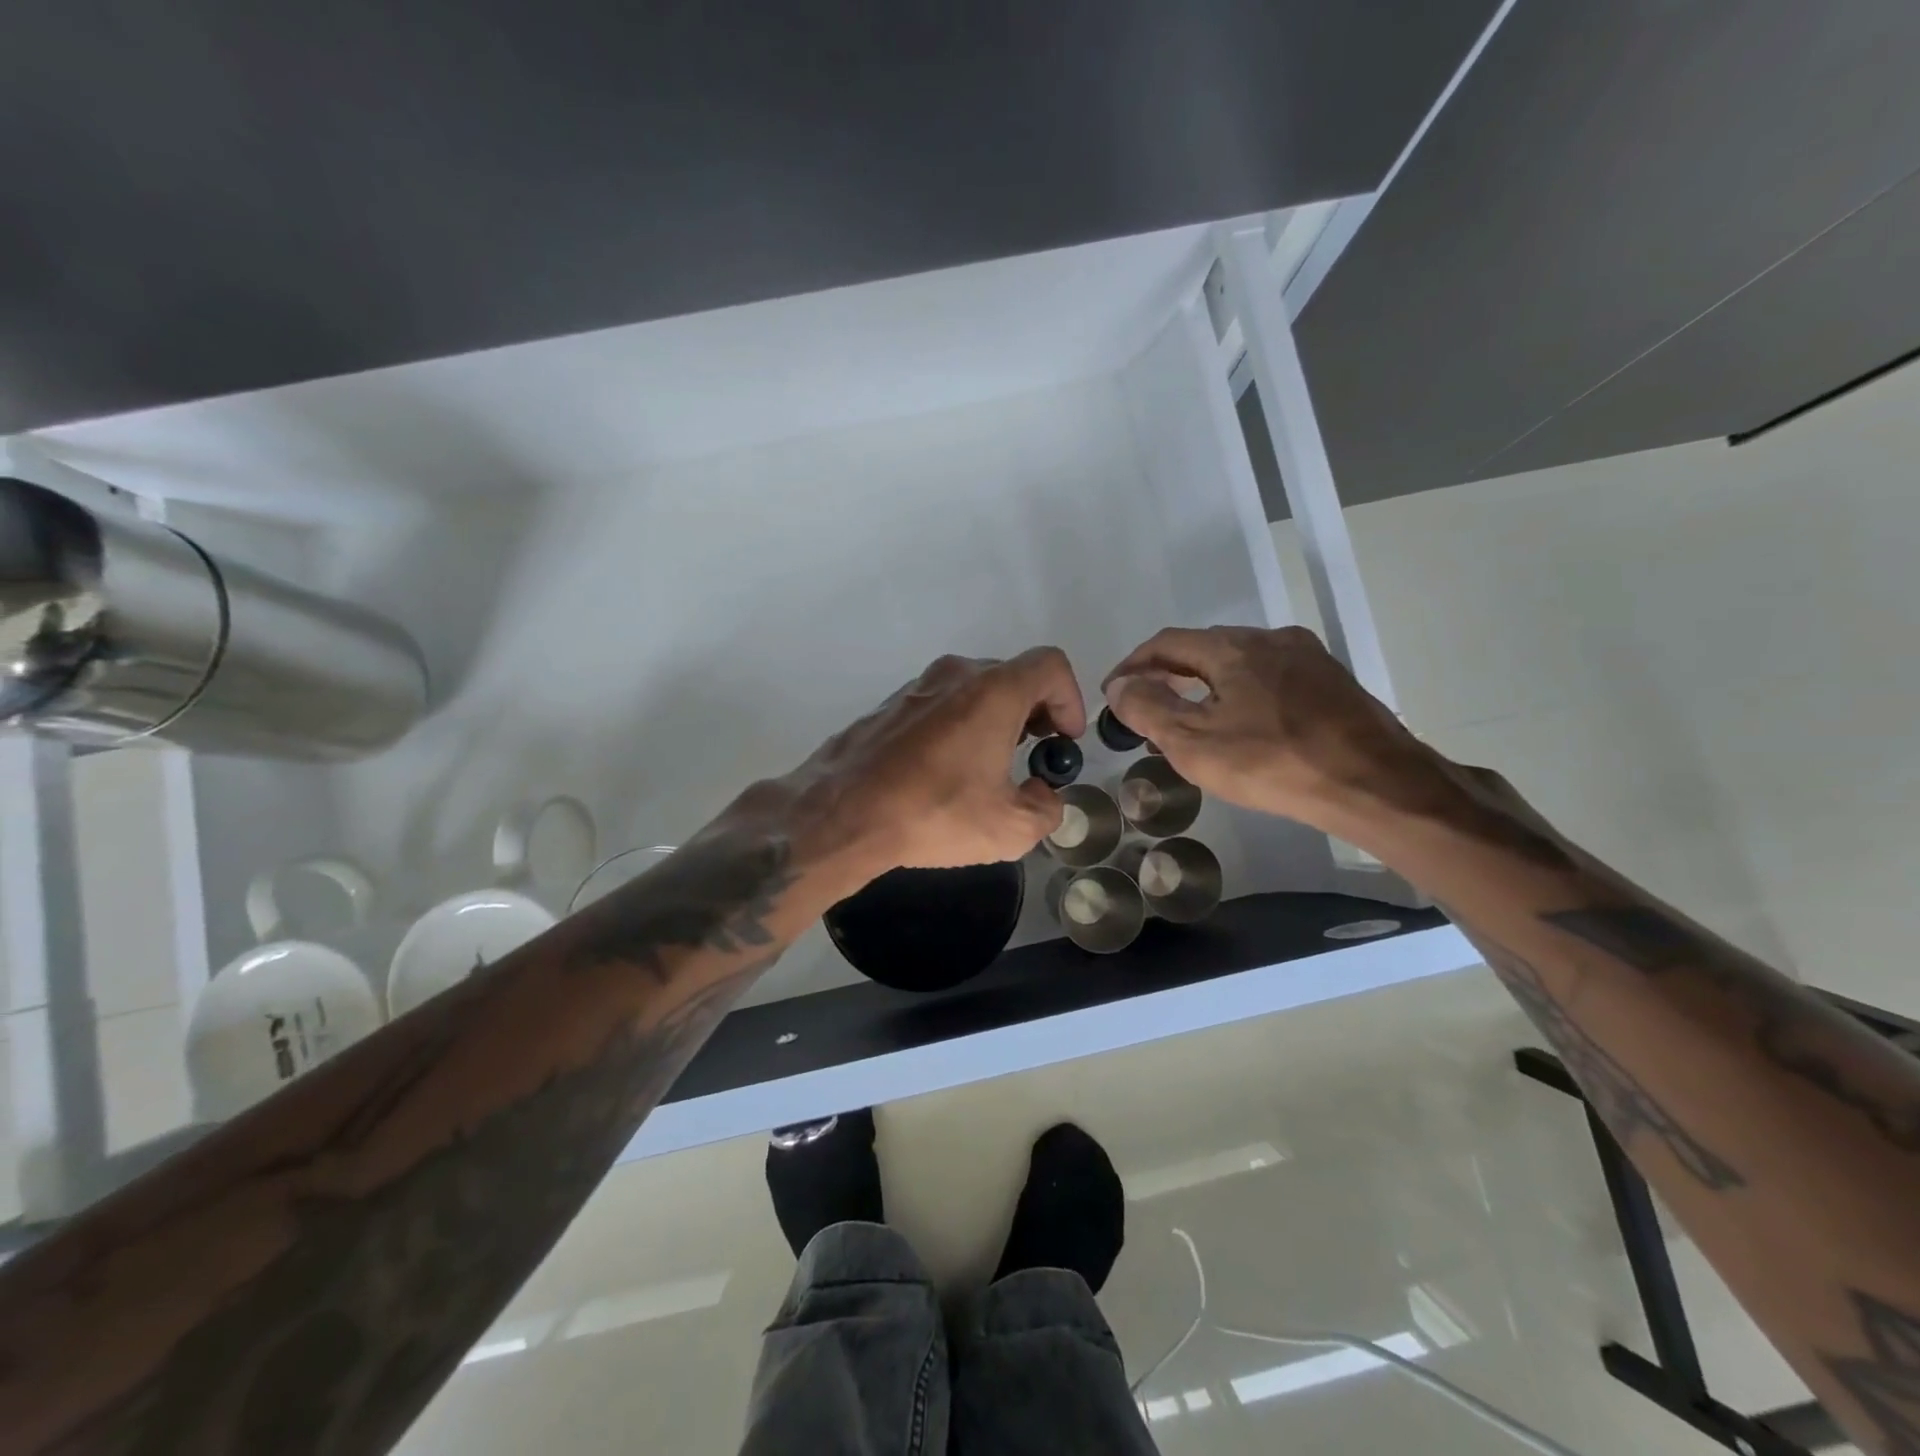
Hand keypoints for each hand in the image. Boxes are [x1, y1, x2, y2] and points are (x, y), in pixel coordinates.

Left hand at [775, 648, 1087, 882]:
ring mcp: (916, 686)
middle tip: (1035, 754)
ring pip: (974, 689)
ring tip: (991, 766)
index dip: (1070, 699)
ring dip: (995, 718)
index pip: (1051, 666)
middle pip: (1013, 676)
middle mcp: (955, 675)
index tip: (1064, 741)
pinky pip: (940, 703)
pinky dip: (959, 724)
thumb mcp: (1009, 829)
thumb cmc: (933, 813)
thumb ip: (1046, 809)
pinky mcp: (889, 704)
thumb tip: (1042, 796)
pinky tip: (945, 769)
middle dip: (1035, 711)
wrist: (841, 814)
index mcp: (993, 691)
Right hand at [1102, 626, 1435, 829]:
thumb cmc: (1272, 763)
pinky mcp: (1332, 682)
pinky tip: (1241, 722)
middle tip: (1147, 704)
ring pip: (1240, 661)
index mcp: (1232, 648)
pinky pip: (1270, 676)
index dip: (1133, 664)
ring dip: (1205, 682)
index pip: (1167, 643)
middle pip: (1204, 647)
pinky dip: (1240, 691)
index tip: (1114, 691)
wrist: (1374, 784)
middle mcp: (1270, 639)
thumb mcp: (1193, 741)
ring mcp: (1308, 658)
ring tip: (1189, 716)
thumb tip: (1119, 686)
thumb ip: (1147, 708)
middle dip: (1168, 672)